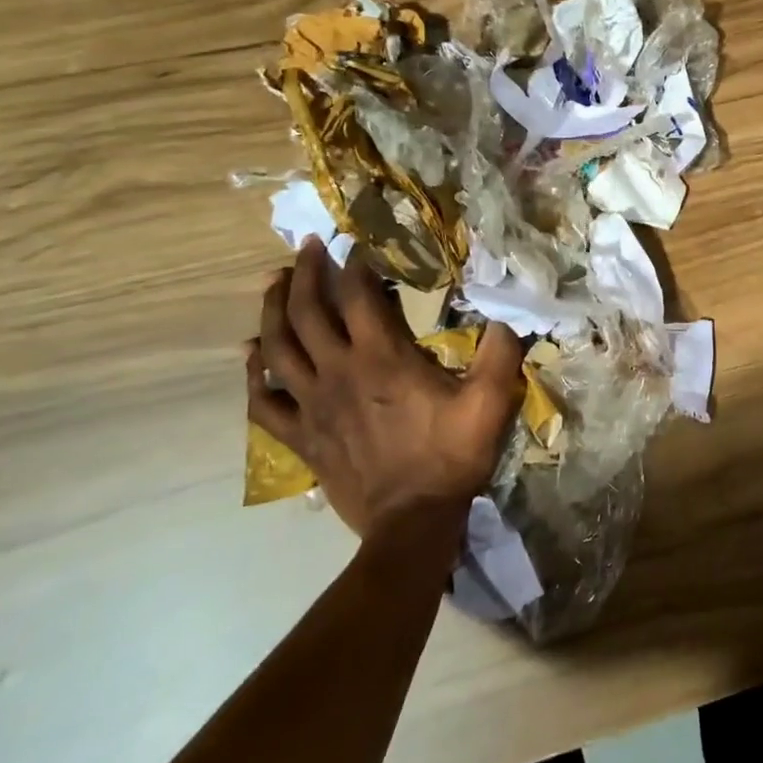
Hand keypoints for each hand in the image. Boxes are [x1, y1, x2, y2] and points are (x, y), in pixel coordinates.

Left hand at [247, 238, 525, 538]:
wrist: (413, 522)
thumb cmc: (451, 456)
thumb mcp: (490, 399)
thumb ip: (501, 348)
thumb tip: (511, 306)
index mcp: (381, 357)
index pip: (358, 294)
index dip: (357, 262)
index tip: (361, 240)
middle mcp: (337, 371)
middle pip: (307, 311)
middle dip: (307, 272)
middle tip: (310, 246)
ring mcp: (312, 405)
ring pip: (277, 347)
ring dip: (273, 309)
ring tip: (275, 282)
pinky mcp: (300, 436)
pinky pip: (264, 400)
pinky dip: (254, 373)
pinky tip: (251, 355)